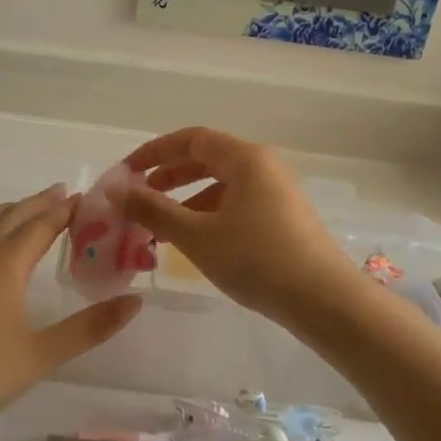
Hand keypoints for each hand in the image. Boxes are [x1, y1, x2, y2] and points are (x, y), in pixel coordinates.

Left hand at [0, 184, 142, 440]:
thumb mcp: (40, 355)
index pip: (41, 225)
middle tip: (63, 194)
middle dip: (39, 203)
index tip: (88, 198)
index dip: (65, 210)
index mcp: (4, 264)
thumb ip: (89, 328)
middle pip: (11, 216)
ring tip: (24, 210)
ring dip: (8, 211)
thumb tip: (135, 302)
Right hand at [120, 128, 359, 324]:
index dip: (155, 152)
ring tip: (161, 228)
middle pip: (208, 159)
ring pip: (223, 185)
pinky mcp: (285, 218)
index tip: (126, 171)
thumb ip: (153, 210)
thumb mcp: (197, 235)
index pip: (192, 139)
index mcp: (246, 158)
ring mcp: (278, 192)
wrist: (324, 300)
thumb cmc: (257, 259)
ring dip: (188, 201)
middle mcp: (265, 166)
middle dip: (169, 177)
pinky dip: (210, 215)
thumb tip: (116, 190)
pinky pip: (238, 204)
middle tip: (140, 198)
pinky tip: (196, 243)